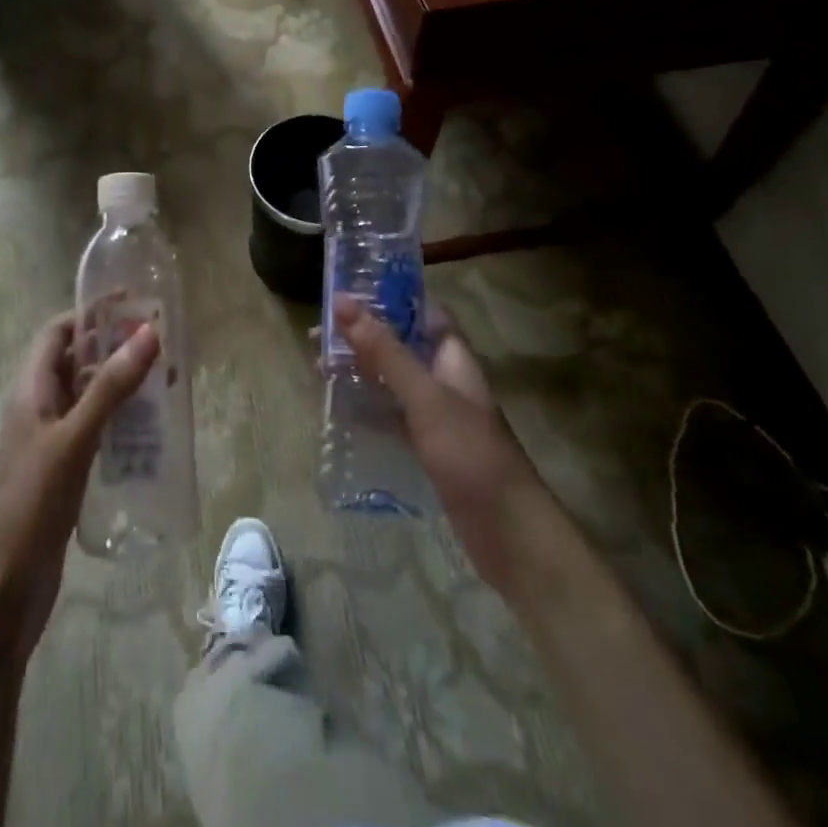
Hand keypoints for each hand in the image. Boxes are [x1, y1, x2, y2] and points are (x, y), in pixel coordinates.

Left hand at [0, 312, 159, 670]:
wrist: (4, 590)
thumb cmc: (32, 504)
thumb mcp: (74, 439)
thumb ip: (110, 388)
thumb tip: (148, 332)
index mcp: (30, 390)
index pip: (56, 332)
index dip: (89, 313)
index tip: (131, 303)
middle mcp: (38, 407)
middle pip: (75, 360)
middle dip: (113, 346)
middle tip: (160, 341)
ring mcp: (51, 440)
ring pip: (88, 395)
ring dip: (121, 383)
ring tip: (166, 379)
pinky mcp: (65, 469)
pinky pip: (95, 428)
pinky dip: (120, 418)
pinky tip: (151, 428)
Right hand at [336, 296, 540, 590]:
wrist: (509, 535)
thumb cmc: (470, 454)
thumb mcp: (424, 397)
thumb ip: (384, 351)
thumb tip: (344, 301)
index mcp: (453, 358)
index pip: (424, 312)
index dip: (390, 298)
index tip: (349, 291)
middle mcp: (444, 380)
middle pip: (400, 345)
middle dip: (362, 336)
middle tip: (317, 334)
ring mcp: (436, 416)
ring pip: (392, 380)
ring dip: (359, 371)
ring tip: (318, 366)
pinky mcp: (427, 448)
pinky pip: (390, 416)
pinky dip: (366, 408)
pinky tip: (338, 408)